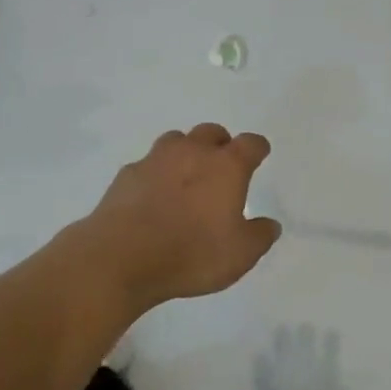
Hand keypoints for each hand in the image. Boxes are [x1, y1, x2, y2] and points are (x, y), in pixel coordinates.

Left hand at [81, 125, 281, 314]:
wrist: (120, 257)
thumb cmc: (191, 253)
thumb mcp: (240, 255)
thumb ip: (259, 236)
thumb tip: (270, 224)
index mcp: (226, 166)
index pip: (250, 144)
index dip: (257, 148)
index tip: (260, 155)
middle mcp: (192, 152)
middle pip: (211, 132)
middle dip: (221, 144)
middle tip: (222, 166)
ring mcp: (155, 159)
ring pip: (176, 140)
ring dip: (186, 152)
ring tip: (186, 176)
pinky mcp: (127, 174)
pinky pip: (147, 164)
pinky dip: (156, 174)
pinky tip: (153, 196)